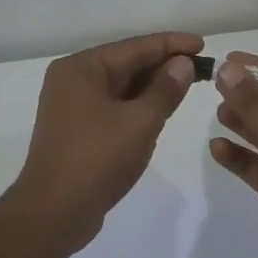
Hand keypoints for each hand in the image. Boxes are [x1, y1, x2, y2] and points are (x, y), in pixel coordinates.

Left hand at [12, 31, 204, 252]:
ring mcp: (71, 106)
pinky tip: (161, 108)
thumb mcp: (140, 122)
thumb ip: (165, 89)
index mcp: (81, 68)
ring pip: (120, 87)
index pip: (134, 47)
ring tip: (188, 83)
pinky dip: (138, 105)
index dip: (171, 44)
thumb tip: (183, 63)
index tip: (202, 44)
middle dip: (163, 64)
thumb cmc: (98, 159)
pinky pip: (113, 106)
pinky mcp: (76, 130)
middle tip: (202, 66)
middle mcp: (72, 80)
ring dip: (152, 85)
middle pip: (126, 64)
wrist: (54, 213)